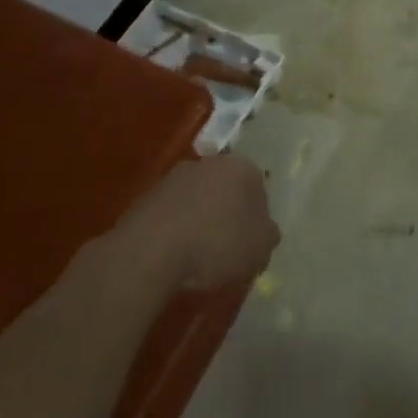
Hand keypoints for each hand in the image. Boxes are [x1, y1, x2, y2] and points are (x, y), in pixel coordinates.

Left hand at [113, 154, 279, 291]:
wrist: (152, 248)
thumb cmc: (216, 242)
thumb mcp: (259, 249)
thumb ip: (268, 236)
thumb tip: (265, 231)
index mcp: (242, 168)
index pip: (259, 187)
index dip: (257, 216)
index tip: (251, 241)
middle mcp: (210, 162)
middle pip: (226, 188)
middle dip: (228, 212)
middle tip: (227, 245)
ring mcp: (176, 176)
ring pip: (198, 197)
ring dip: (200, 218)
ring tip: (198, 255)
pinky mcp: (148, 195)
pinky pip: (173, 212)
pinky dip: (176, 228)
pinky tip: (174, 254)